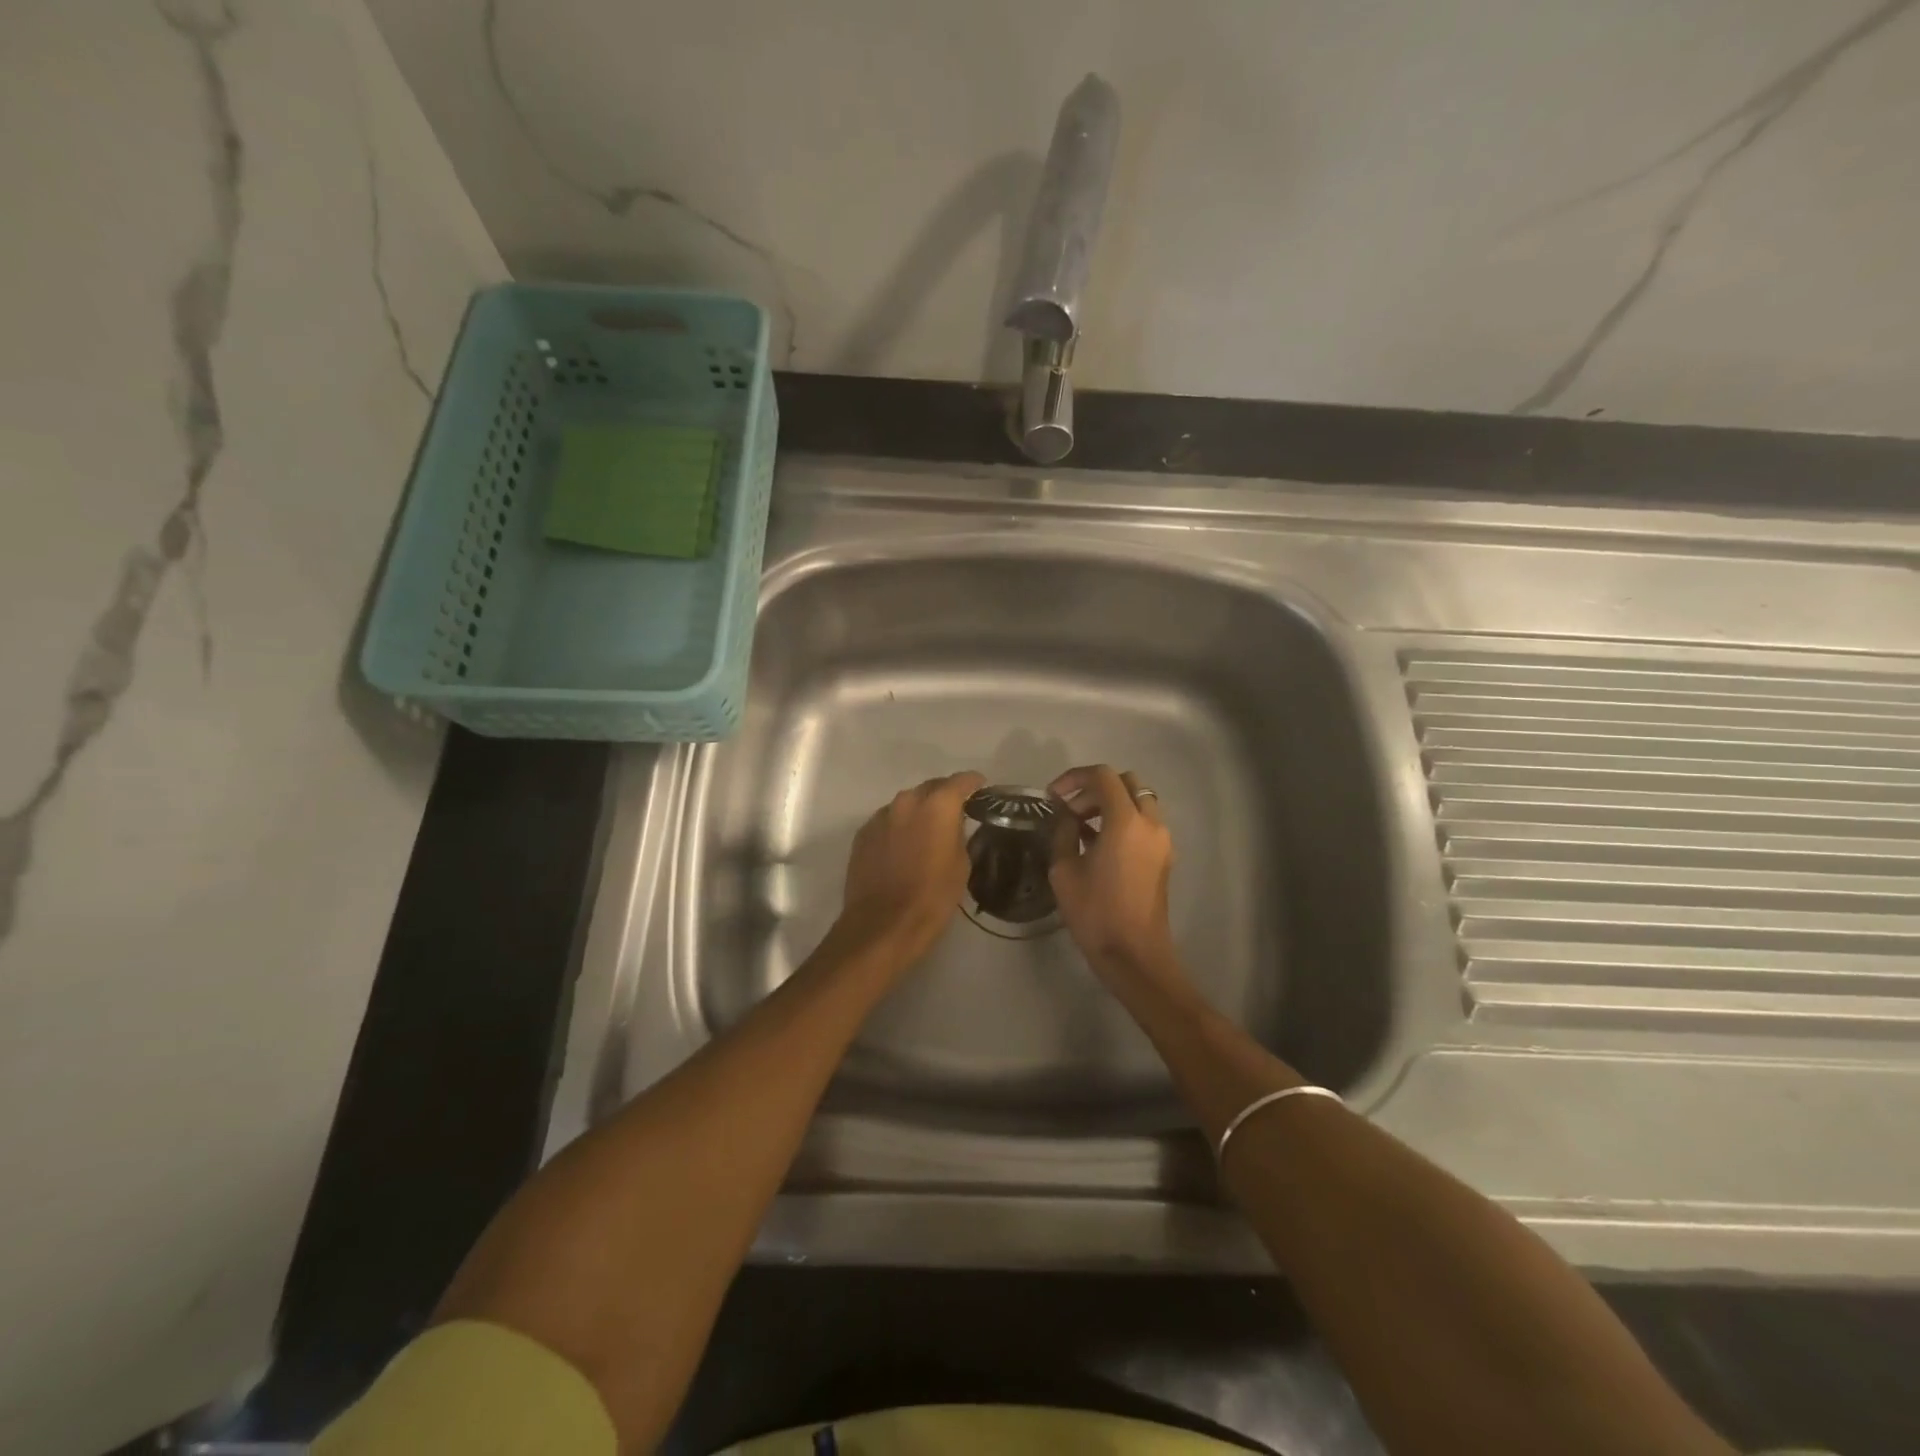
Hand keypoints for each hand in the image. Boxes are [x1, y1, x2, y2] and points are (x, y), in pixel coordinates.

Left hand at [840, 771, 985, 962]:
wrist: (883, 925)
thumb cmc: (932, 897)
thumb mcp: (961, 865)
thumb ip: (959, 835)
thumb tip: (953, 826)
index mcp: (937, 805)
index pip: (961, 781)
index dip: (973, 783)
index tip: (981, 789)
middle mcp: (906, 801)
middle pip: (930, 788)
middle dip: (944, 796)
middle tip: (955, 813)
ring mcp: (880, 817)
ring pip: (905, 804)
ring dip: (918, 812)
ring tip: (926, 832)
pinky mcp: (862, 834)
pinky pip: (887, 822)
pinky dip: (898, 828)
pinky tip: (902, 847)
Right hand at [1048, 765, 1180, 985]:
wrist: (1135, 955)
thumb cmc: (1095, 912)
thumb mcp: (1064, 870)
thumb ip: (1063, 833)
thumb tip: (1066, 818)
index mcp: (1125, 821)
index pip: (1103, 776)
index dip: (1074, 778)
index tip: (1053, 796)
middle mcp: (1150, 823)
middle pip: (1126, 782)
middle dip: (1095, 788)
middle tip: (1070, 809)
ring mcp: (1162, 840)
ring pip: (1138, 801)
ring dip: (1110, 804)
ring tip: (1081, 827)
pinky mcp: (1164, 857)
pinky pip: (1144, 823)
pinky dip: (1122, 821)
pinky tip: (1098, 844)